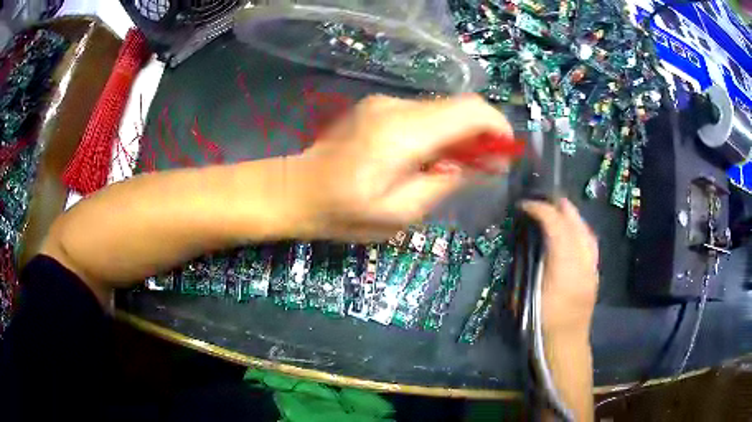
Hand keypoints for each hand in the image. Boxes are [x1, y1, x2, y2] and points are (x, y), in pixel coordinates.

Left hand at [291, 94, 513, 241]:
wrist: (297, 191)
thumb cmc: (345, 212)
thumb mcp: (402, 212)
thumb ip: (446, 182)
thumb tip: (482, 163)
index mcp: (404, 133)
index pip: (470, 110)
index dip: (497, 127)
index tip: (506, 152)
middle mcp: (396, 107)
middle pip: (458, 107)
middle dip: (480, 134)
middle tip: (482, 168)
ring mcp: (383, 102)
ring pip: (441, 110)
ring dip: (457, 135)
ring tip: (451, 168)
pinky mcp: (376, 106)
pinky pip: (421, 113)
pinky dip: (436, 131)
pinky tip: (425, 157)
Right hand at [521, 198, 598, 335]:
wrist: (566, 344)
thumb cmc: (541, 324)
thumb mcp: (525, 297)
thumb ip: (526, 266)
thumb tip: (522, 242)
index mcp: (564, 269)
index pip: (556, 226)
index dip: (540, 210)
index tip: (524, 205)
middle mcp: (583, 262)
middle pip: (575, 223)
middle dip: (558, 207)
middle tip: (540, 201)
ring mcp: (592, 267)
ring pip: (586, 230)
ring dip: (571, 216)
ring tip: (556, 210)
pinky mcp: (595, 273)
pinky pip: (590, 242)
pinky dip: (579, 229)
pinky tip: (570, 232)